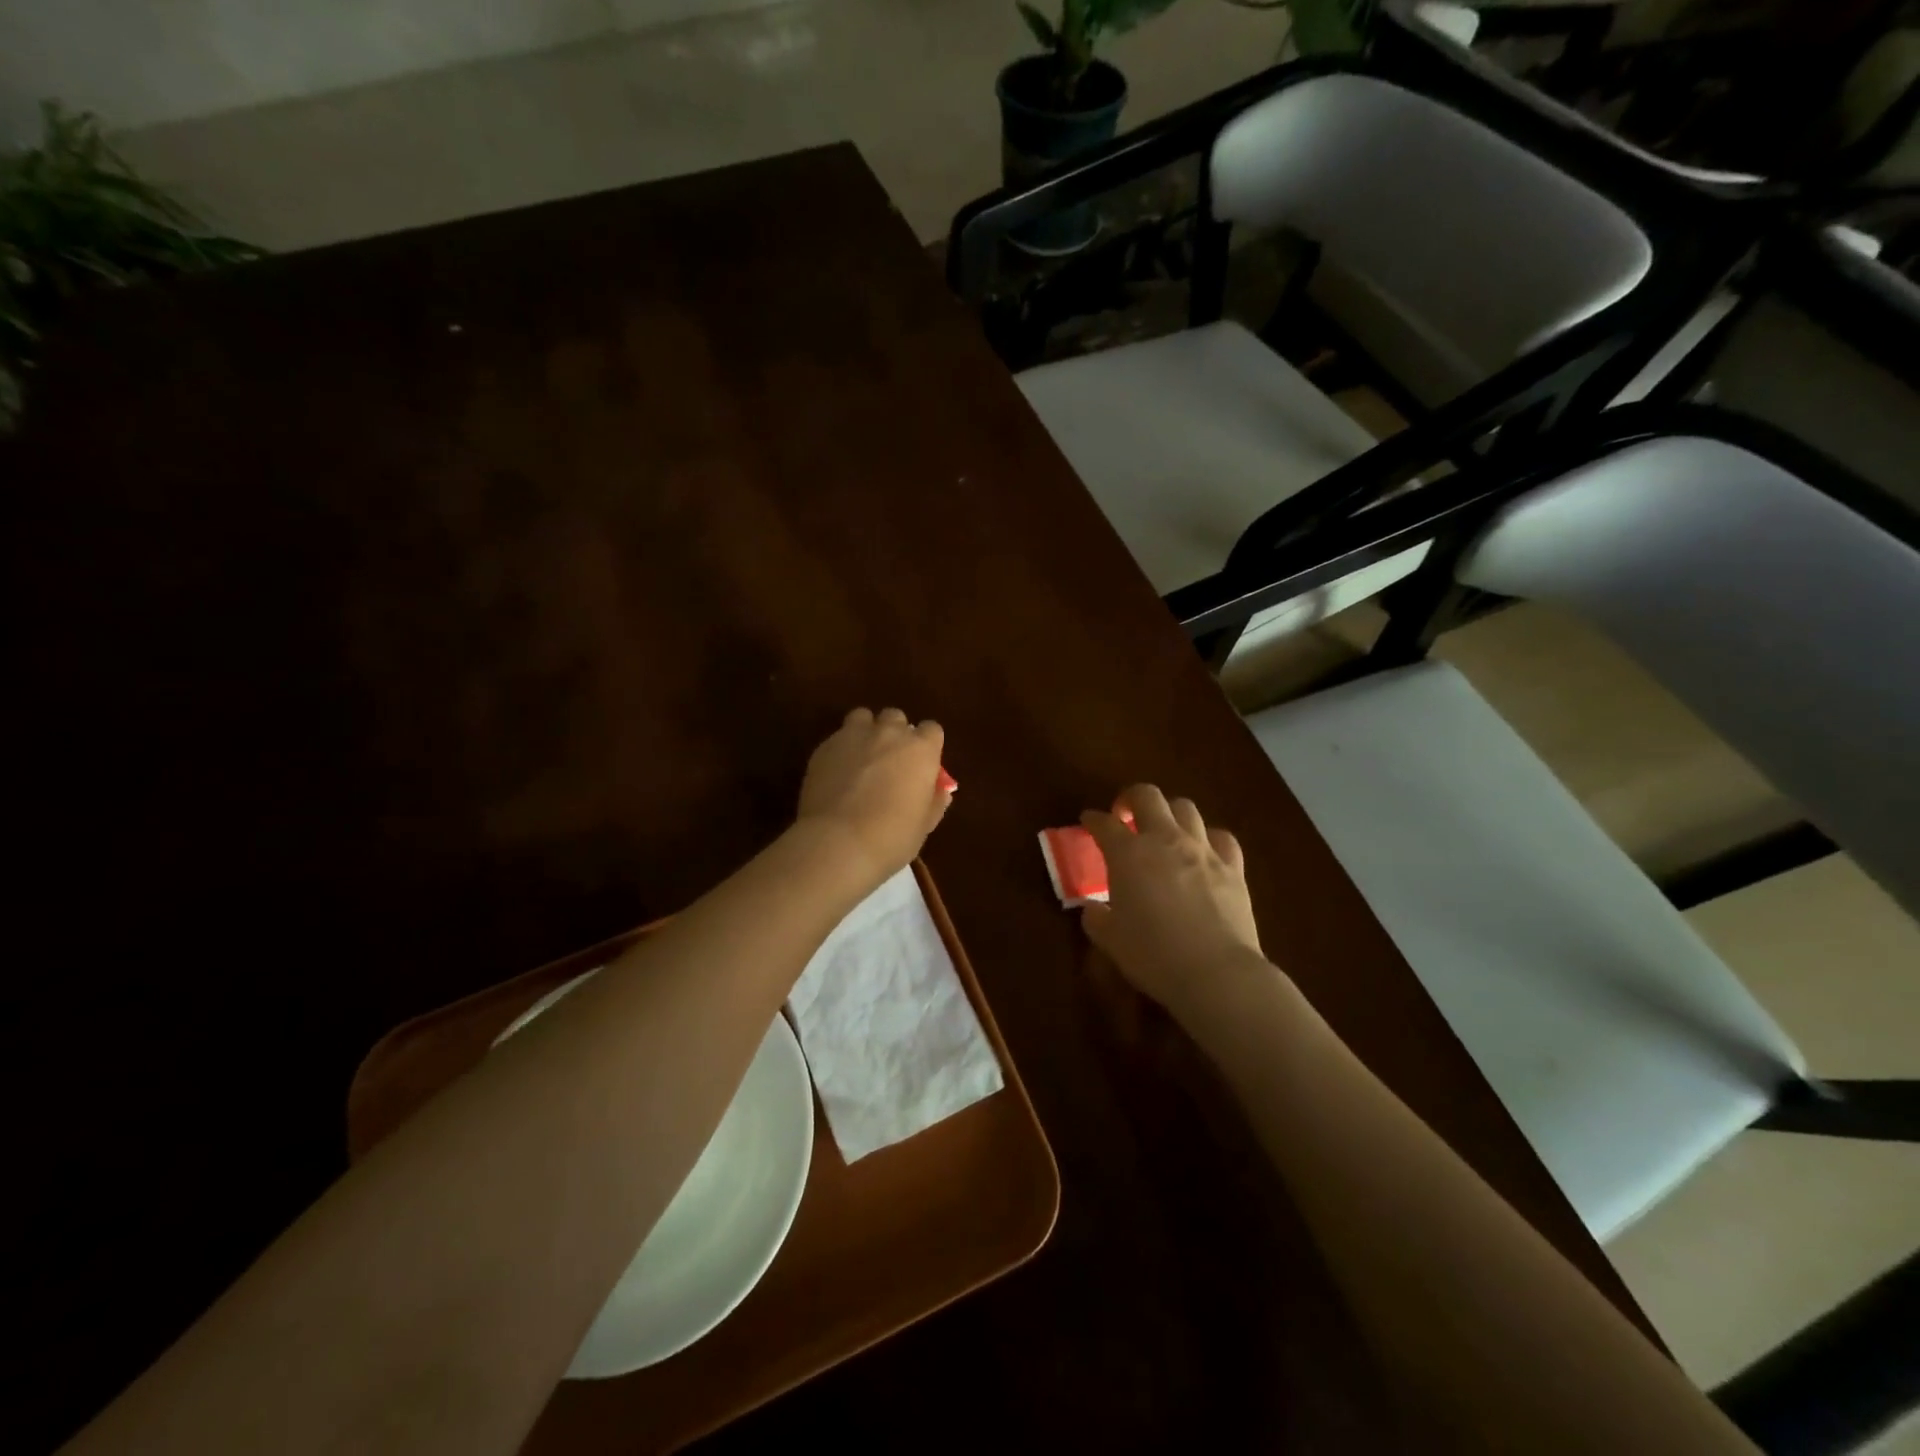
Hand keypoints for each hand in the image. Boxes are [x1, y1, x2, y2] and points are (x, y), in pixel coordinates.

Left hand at [797, 707, 951, 887]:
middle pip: (896, 718)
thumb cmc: (892, 837)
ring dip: (866, 732)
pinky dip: (841, 749)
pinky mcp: (824, 747)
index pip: (931, 730)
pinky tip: (837, 774)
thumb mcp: (924, 825)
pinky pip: (837, 738)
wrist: (838, 842)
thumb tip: (940, 791)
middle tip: (890, 762)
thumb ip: (935, 801)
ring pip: (863, 717)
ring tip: (861, 759)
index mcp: (921, 750)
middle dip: (895, 734)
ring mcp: (853, 736)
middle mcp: (889, 733)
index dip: (927, 746)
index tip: (922, 765)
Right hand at [1080, 785, 1270, 1032]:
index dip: (1093, 819)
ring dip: (1169, 813)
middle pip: (1147, 796)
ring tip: (1164, 830)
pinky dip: (1208, 838)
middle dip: (1131, 798)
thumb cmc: (1153, 955)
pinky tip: (1203, 851)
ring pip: (1185, 808)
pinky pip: (1221, 836)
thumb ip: (1096, 918)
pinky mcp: (1233, 867)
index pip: (1104, 824)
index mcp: (1128, 854)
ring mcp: (1203, 850)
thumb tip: (1093, 909)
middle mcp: (1165, 839)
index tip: (1088, 821)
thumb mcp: (1110, 940)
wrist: (1216, 973)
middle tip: (1125, 815)